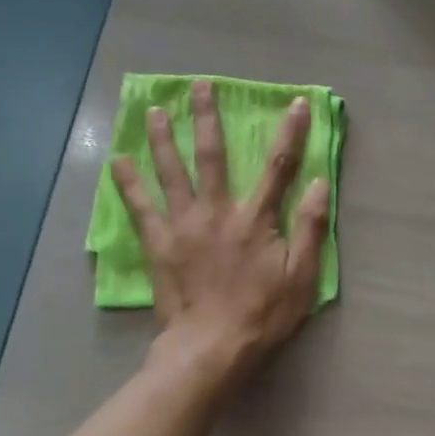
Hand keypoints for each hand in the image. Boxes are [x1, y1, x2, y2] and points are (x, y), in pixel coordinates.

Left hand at [111, 80, 329, 386]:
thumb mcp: (302, 275)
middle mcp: (216, 211)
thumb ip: (309, 227)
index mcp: (254, 218)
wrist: (210, 349)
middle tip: (199, 85)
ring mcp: (183, 226)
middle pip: (212, 155)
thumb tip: (317, 182)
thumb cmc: (263, 314)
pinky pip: (140, 208)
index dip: (290, 131)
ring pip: (170, 172)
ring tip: (155, 110)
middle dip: (207, 117)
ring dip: (163, 138)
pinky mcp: (159, 244)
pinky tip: (117, 161)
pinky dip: (127, 183)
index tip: (297, 102)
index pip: (277, 165)